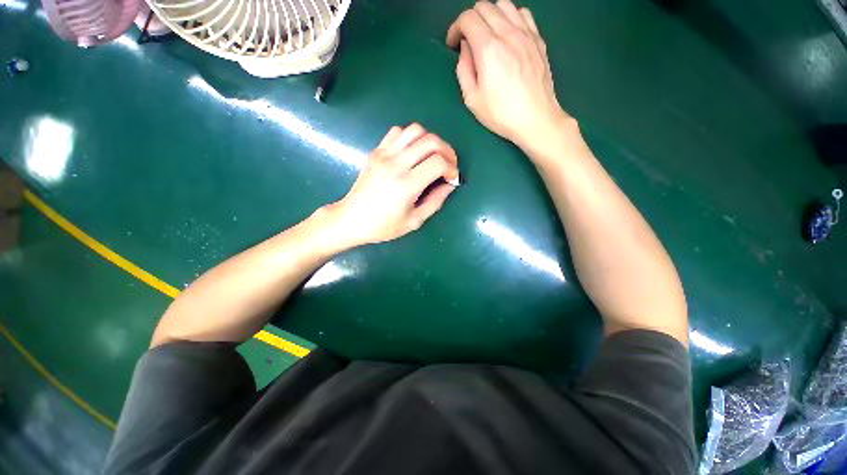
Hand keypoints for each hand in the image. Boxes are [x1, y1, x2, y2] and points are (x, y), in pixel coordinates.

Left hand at [323, 124, 458, 248]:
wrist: (351, 219)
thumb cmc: (383, 226)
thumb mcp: (414, 221)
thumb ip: (435, 202)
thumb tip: (449, 185)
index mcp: (407, 184)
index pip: (438, 162)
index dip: (452, 168)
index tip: (452, 178)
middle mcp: (396, 164)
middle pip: (431, 141)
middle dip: (447, 151)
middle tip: (449, 165)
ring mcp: (384, 154)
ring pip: (415, 130)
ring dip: (430, 140)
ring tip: (432, 156)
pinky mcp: (376, 152)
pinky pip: (397, 132)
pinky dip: (411, 137)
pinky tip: (413, 151)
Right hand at [447, 0, 568, 152]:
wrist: (535, 119)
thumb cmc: (501, 114)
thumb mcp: (472, 99)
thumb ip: (464, 70)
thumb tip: (465, 49)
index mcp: (488, 48)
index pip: (467, 18)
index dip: (455, 28)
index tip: (453, 44)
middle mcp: (508, 33)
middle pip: (484, 6)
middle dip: (470, 20)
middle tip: (468, 41)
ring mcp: (526, 34)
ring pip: (504, 5)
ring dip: (490, 15)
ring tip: (487, 36)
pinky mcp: (538, 40)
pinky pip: (523, 14)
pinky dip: (511, 17)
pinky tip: (508, 34)